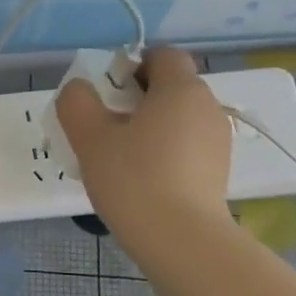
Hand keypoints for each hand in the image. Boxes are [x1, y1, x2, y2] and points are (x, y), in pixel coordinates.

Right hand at [56, 46, 233, 244]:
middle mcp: (207, 106)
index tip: (107, 94)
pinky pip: (188, 146)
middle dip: (138, 99)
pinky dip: (166, 152)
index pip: (162, 55)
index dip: (132, 65)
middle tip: (106, 128)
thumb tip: (78, 88)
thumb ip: (77, 103)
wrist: (181, 240)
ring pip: (179, 119)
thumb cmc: (133, 179)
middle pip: (171, 87)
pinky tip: (143, 180)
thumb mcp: (90, 138)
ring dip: (151, 128)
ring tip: (122, 159)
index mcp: (180, 89)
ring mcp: (218, 140)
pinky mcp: (219, 171)